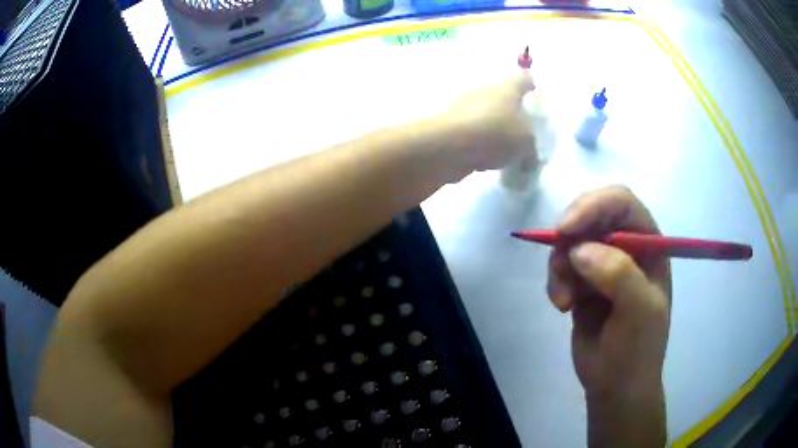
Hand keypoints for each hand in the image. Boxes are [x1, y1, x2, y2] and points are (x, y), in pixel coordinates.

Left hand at [435, 72, 535, 177]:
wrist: (449, 145)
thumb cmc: (495, 133)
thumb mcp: (526, 143)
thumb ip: (531, 149)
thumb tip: (529, 158)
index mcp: (507, 89)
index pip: (522, 80)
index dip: (530, 85)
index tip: (534, 93)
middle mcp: (485, 92)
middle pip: (503, 98)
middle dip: (512, 113)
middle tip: (523, 133)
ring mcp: (465, 108)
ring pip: (487, 117)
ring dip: (495, 131)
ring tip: (506, 153)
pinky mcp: (451, 126)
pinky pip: (474, 134)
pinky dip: (481, 145)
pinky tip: (487, 162)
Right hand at [546, 186, 671, 397]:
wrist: (616, 386)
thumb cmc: (638, 349)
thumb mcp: (640, 312)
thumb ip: (619, 274)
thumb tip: (579, 249)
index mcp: (649, 244)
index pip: (622, 204)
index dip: (594, 206)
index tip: (566, 229)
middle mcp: (625, 246)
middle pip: (591, 214)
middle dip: (571, 235)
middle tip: (560, 262)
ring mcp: (602, 264)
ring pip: (571, 241)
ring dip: (560, 265)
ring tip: (564, 299)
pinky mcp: (582, 282)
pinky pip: (561, 266)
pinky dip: (556, 282)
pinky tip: (562, 306)